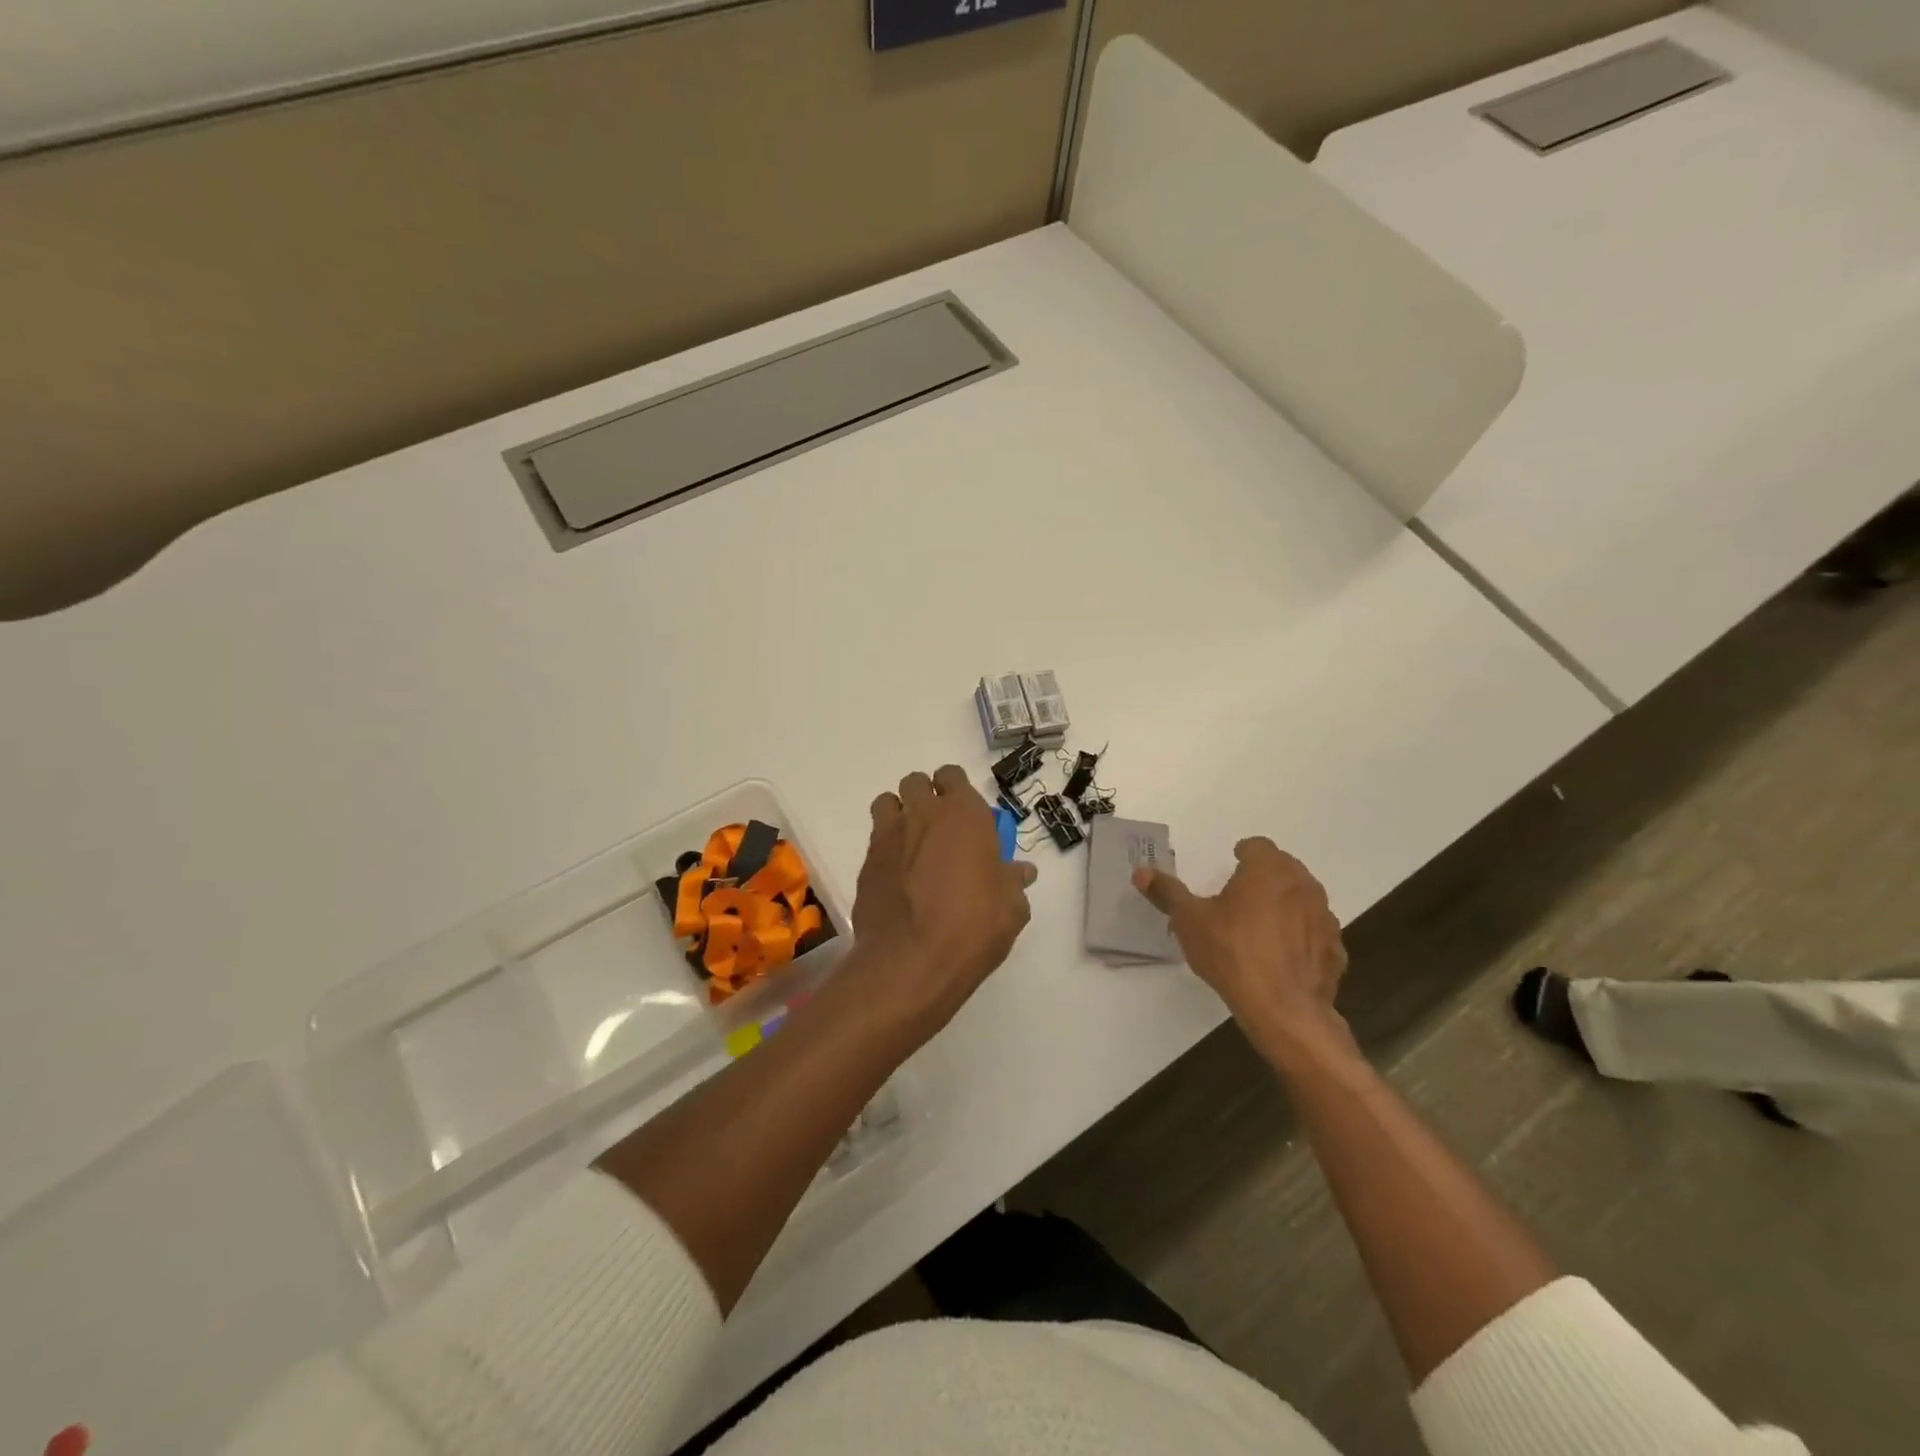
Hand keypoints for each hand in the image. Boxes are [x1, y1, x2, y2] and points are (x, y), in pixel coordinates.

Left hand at [852, 765, 1036, 1030]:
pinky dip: (886, 849)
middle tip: (938, 829)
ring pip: (888, 803)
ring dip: (899, 815)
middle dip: (925, 798)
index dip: (956, 791)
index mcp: (964, 814)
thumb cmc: (973, 927)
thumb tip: (1021, 872)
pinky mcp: (867, 862)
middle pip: (916, 782)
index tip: (964, 815)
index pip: (953, 776)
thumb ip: (1013, 881)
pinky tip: (897, 877)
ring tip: (912, 845)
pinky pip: (876, 840)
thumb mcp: (1011, 908)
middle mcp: (924, 814)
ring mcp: (889, 835)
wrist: (911, 961)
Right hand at [1134, 838, 1348, 1047]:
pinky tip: (1283, 958)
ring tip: (1262, 927)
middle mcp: (1303, 885)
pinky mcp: (1335, 950)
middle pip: (1284, 868)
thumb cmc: (1232, 952)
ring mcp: (1325, 918)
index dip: (1243, 853)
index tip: (1231, 866)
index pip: (1257, 846)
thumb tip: (1141, 872)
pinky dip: (1302, 938)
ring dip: (1286, 905)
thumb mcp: (1189, 921)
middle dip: (1264, 877)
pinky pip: (1316, 933)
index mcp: (1268, 869)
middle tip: (1241, 896)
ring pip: (1303, 899)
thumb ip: (1167, 893)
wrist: (1283, 1009)